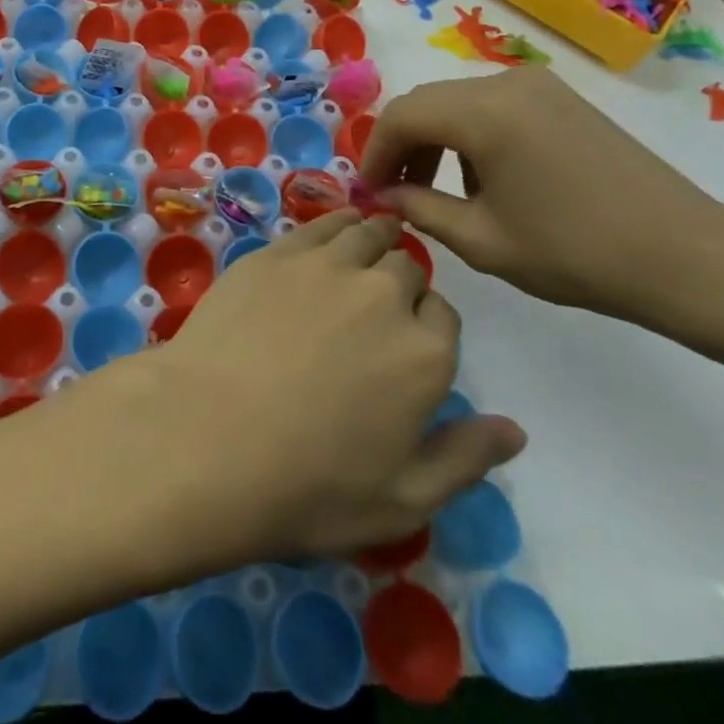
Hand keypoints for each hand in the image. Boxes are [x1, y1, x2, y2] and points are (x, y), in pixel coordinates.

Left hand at [135, 209, 524, 564]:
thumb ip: (465, 458)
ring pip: (366, 234)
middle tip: (377, 305)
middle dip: (400, 283)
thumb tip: (515, 430)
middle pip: (407, 269)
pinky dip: (335, 223)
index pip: (444, 316)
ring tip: (365, 248)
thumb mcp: (403, 499)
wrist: (208, 437)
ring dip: (374, 239)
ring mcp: (326, 265)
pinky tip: (331, 231)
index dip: (428, 325)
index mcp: (425, 353)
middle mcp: (384, 294)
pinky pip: (321, 223)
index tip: (407, 340)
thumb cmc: (309, 485)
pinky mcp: (277, 252)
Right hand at [360, 68, 723, 325]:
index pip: (400, 117)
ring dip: (434, 139)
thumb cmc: (577, 253)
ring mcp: (538, 86)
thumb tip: (383, 195)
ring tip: (436, 190)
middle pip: (426, 103)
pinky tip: (483, 178)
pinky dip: (469, 134)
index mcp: (483, 114)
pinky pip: (492, 105)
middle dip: (401, 145)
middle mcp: (505, 84)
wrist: (687, 256)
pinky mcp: (560, 98)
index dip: (374, 153)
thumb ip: (419, 209)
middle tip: (395, 192)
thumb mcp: (482, 240)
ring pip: (457, 102)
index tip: (369, 192)